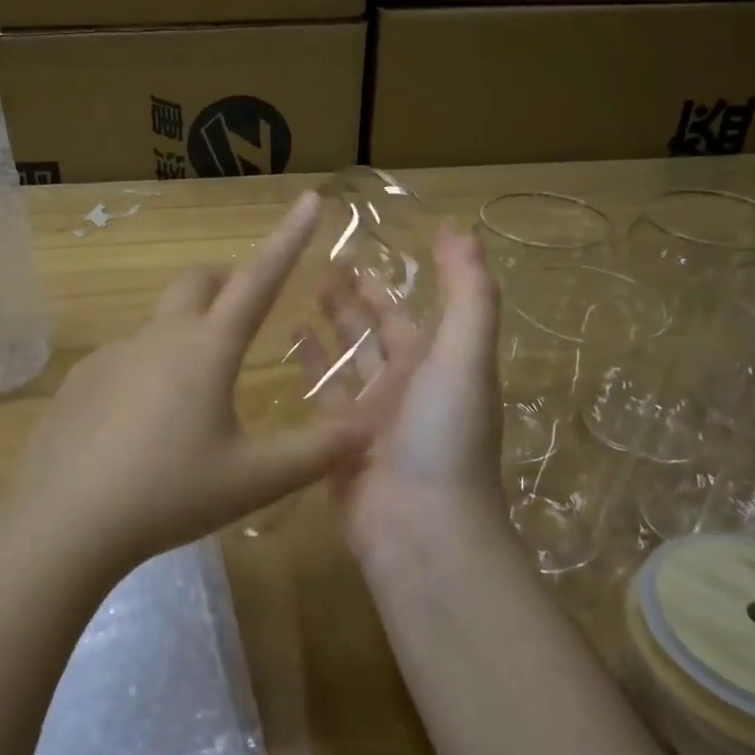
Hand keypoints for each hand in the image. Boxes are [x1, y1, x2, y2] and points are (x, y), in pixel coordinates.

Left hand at [0, 191, 366, 573]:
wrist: (64, 521)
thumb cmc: (168, 494)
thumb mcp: (253, 480)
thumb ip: (316, 453)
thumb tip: (367, 428)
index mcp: (206, 349)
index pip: (258, 280)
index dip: (288, 240)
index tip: (309, 200)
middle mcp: (158, 337)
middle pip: (197, 283)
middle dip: (226, 284)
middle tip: (243, 319)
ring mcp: (112, 355)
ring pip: (159, 325)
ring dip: (186, 336)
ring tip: (194, 401)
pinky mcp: (80, 380)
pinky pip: (125, 359)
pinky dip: (147, 371)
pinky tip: (141, 427)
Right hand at [313, 225, 510, 563]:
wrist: (421, 527)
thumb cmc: (445, 433)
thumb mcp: (466, 354)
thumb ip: (468, 292)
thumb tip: (459, 227)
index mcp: (438, 364)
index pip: (411, 311)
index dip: (391, 280)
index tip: (361, 242)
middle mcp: (405, 386)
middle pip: (375, 331)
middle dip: (352, 298)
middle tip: (319, 262)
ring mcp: (370, 416)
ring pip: (346, 359)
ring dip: (329, 325)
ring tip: (299, 290)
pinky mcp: (337, 441)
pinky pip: (322, 394)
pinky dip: (308, 365)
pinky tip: (287, 338)